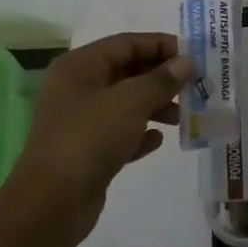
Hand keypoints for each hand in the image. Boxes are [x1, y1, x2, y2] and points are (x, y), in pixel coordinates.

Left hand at [11, 33, 194, 240]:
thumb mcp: (131, 102)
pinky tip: (158, 141)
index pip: (127, 43)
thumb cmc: (89, 138)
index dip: (162, 45)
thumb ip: (162, 79)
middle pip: (127, 71)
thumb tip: (187, 61)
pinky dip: (141, 133)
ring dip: (156, 106)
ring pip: (126, 103)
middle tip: (195, 87)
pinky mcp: (87, 151)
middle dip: (162, 78)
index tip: (195, 57)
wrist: (52, 203)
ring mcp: (80, 121)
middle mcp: (77, 88)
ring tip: (183, 117)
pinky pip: (120, 133)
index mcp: (80, 66)